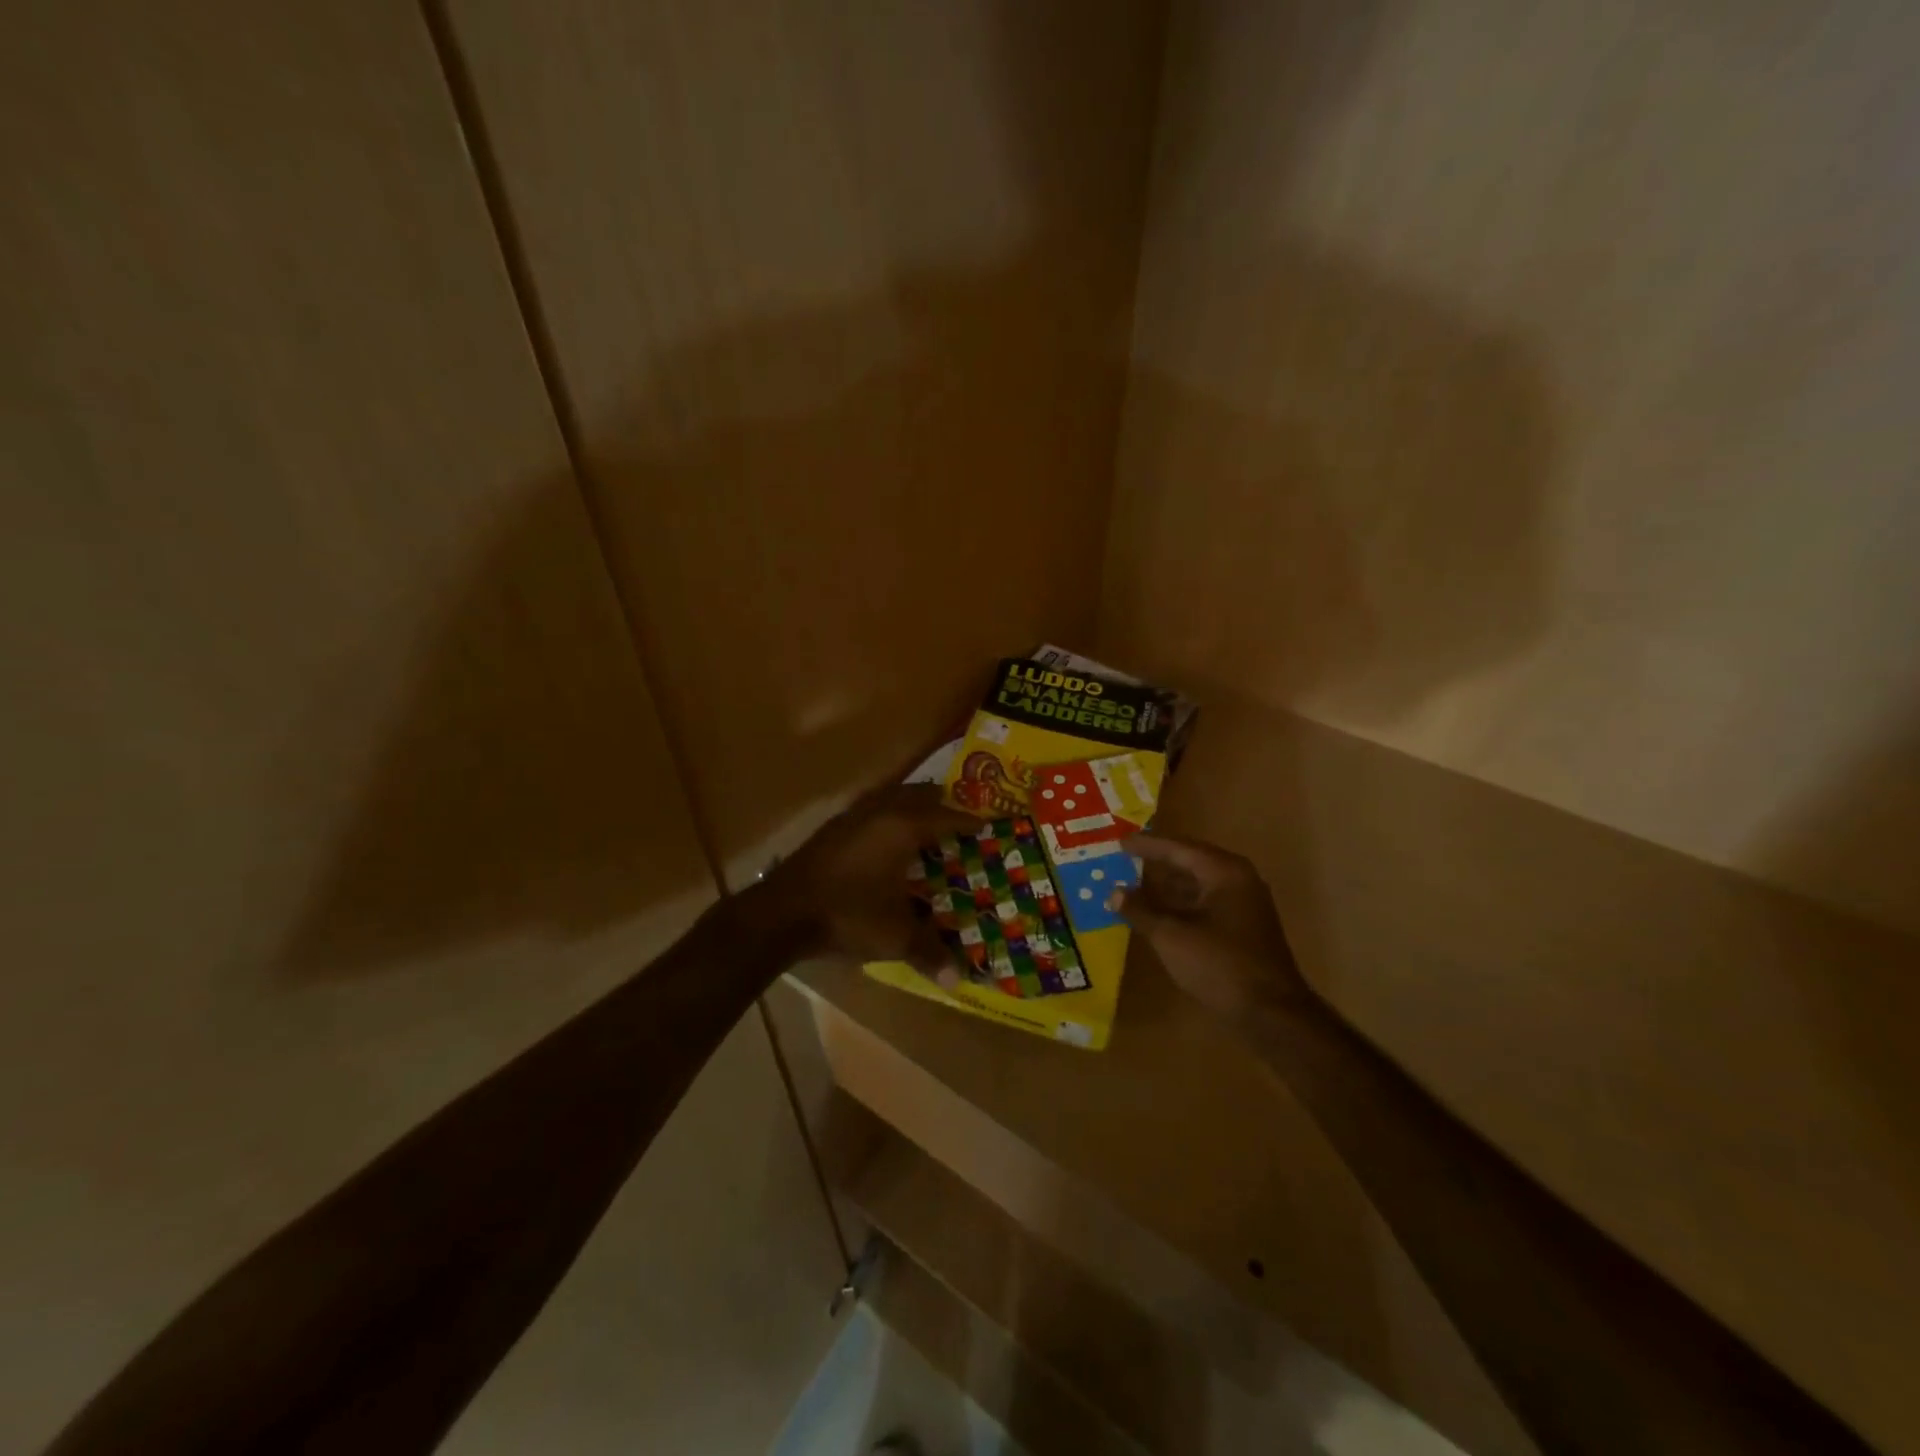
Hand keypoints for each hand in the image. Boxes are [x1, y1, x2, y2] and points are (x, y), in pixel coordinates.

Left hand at [764, 781, 979, 981]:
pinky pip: (869, 809)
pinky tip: (884, 839)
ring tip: (924, 823)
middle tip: (957, 820)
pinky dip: (885, 815)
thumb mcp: (895, 937)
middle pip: (918, 795)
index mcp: (903, 827)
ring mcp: (851, 816)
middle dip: (940, 803)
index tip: (985, 825)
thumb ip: (930, 953)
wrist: (782, 913)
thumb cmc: (849, 915)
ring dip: (910, 805)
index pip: (946, 815)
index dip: (967, 821)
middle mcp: (879, 811)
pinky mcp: (831, 828)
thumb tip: (960, 979)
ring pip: (890, 796)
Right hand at [1113, 834, 1309, 1021]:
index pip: (1178, 848)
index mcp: (1224, 872)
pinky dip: (1181, 904)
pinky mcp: (1244, 927)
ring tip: (1134, 884)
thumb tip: (1114, 892)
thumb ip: (1141, 910)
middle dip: (1157, 862)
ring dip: (1168, 885)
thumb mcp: (1171, 936)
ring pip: (1198, 884)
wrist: (1272, 1014)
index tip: (1119, 842)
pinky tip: (1158, 913)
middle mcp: (1238, 880)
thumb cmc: (1219, 965)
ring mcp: (1244, 904)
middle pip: (1190, 861)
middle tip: (1125, 858)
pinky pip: (1206, 903)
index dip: (1147, 845)